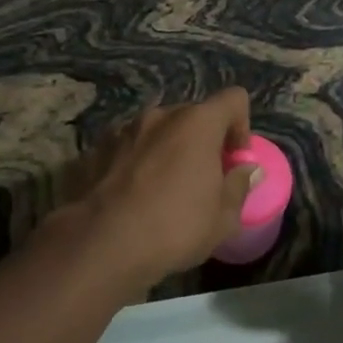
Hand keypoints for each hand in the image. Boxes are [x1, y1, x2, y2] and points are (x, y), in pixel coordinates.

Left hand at [72, 90, 261, 291]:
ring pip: (156, 130)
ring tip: (161, 188)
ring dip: (166, 149)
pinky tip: (129, 195)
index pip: (233, 99)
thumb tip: (246, 169)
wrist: (101, 243)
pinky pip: (127, 147)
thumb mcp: (223, 219)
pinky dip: (134, 161)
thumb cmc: (174, 228)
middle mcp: (160, 115)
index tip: (234, 158)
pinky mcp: (95, 147)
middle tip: (202, 178)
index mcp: (197, 123)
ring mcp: (123, 128)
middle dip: (202, 140)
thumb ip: (239, 186)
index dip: (241, 124)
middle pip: (192, 114)